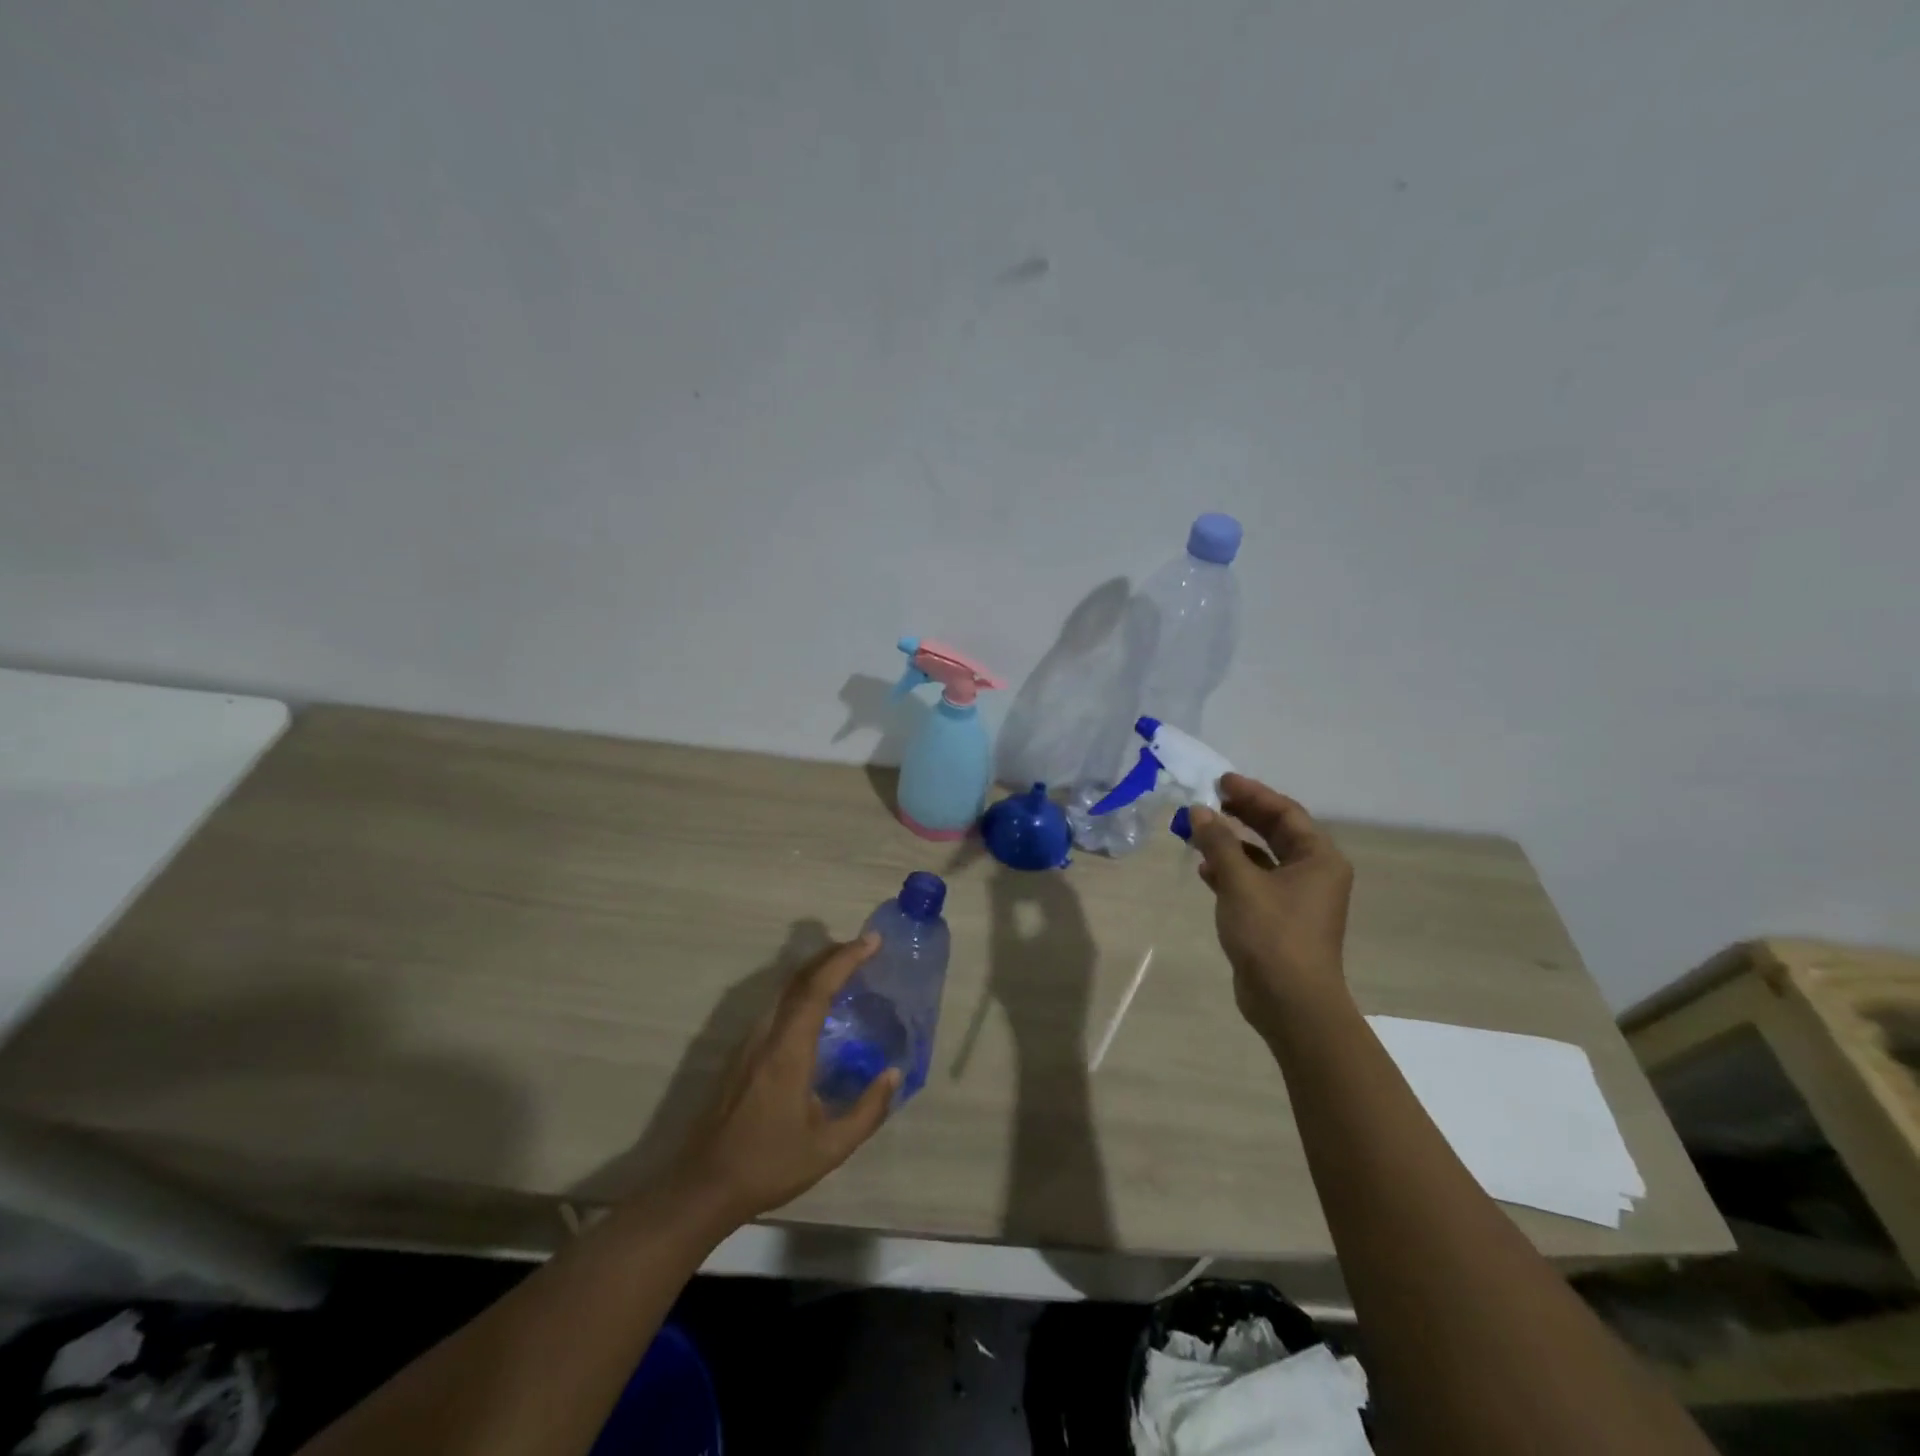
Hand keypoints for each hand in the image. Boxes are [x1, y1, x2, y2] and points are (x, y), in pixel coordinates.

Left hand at [668, 935, 900, 1224]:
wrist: (704, 1186)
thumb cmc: (770, 1165)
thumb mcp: (830, 1148)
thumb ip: (867, 1110)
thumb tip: (894, 1073)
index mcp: (789, 1050)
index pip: (818, 988)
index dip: (845, 959)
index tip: (872, 941)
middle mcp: (766, 1034)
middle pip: (799, 978)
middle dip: (833, 955)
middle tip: (865, 948)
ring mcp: (750, 1041)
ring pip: (785, 988)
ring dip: (817, 971)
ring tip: (848, 969)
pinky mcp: (742, 1052)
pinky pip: (777, 1005)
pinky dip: (802, 990)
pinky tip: (818, 1006)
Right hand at [1187, 775, 1354, 1039]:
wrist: (1290, 1002)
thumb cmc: (1272, 934)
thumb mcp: (1241, 882)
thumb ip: (1219, 842)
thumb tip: (1199, 810)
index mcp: (1318, 858)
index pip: (1285, 812)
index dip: (1252, 793)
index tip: (1220, 781)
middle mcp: (1313, 873)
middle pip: (1276, 832)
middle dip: (1241, 815)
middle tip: (1207, 800)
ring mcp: (1298, 898)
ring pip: (1262, 858)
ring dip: (1231, 843)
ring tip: (1198, 832)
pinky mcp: (1279, 918)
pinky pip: (1255, 882)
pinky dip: (1232, 871)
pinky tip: (1205, 870)